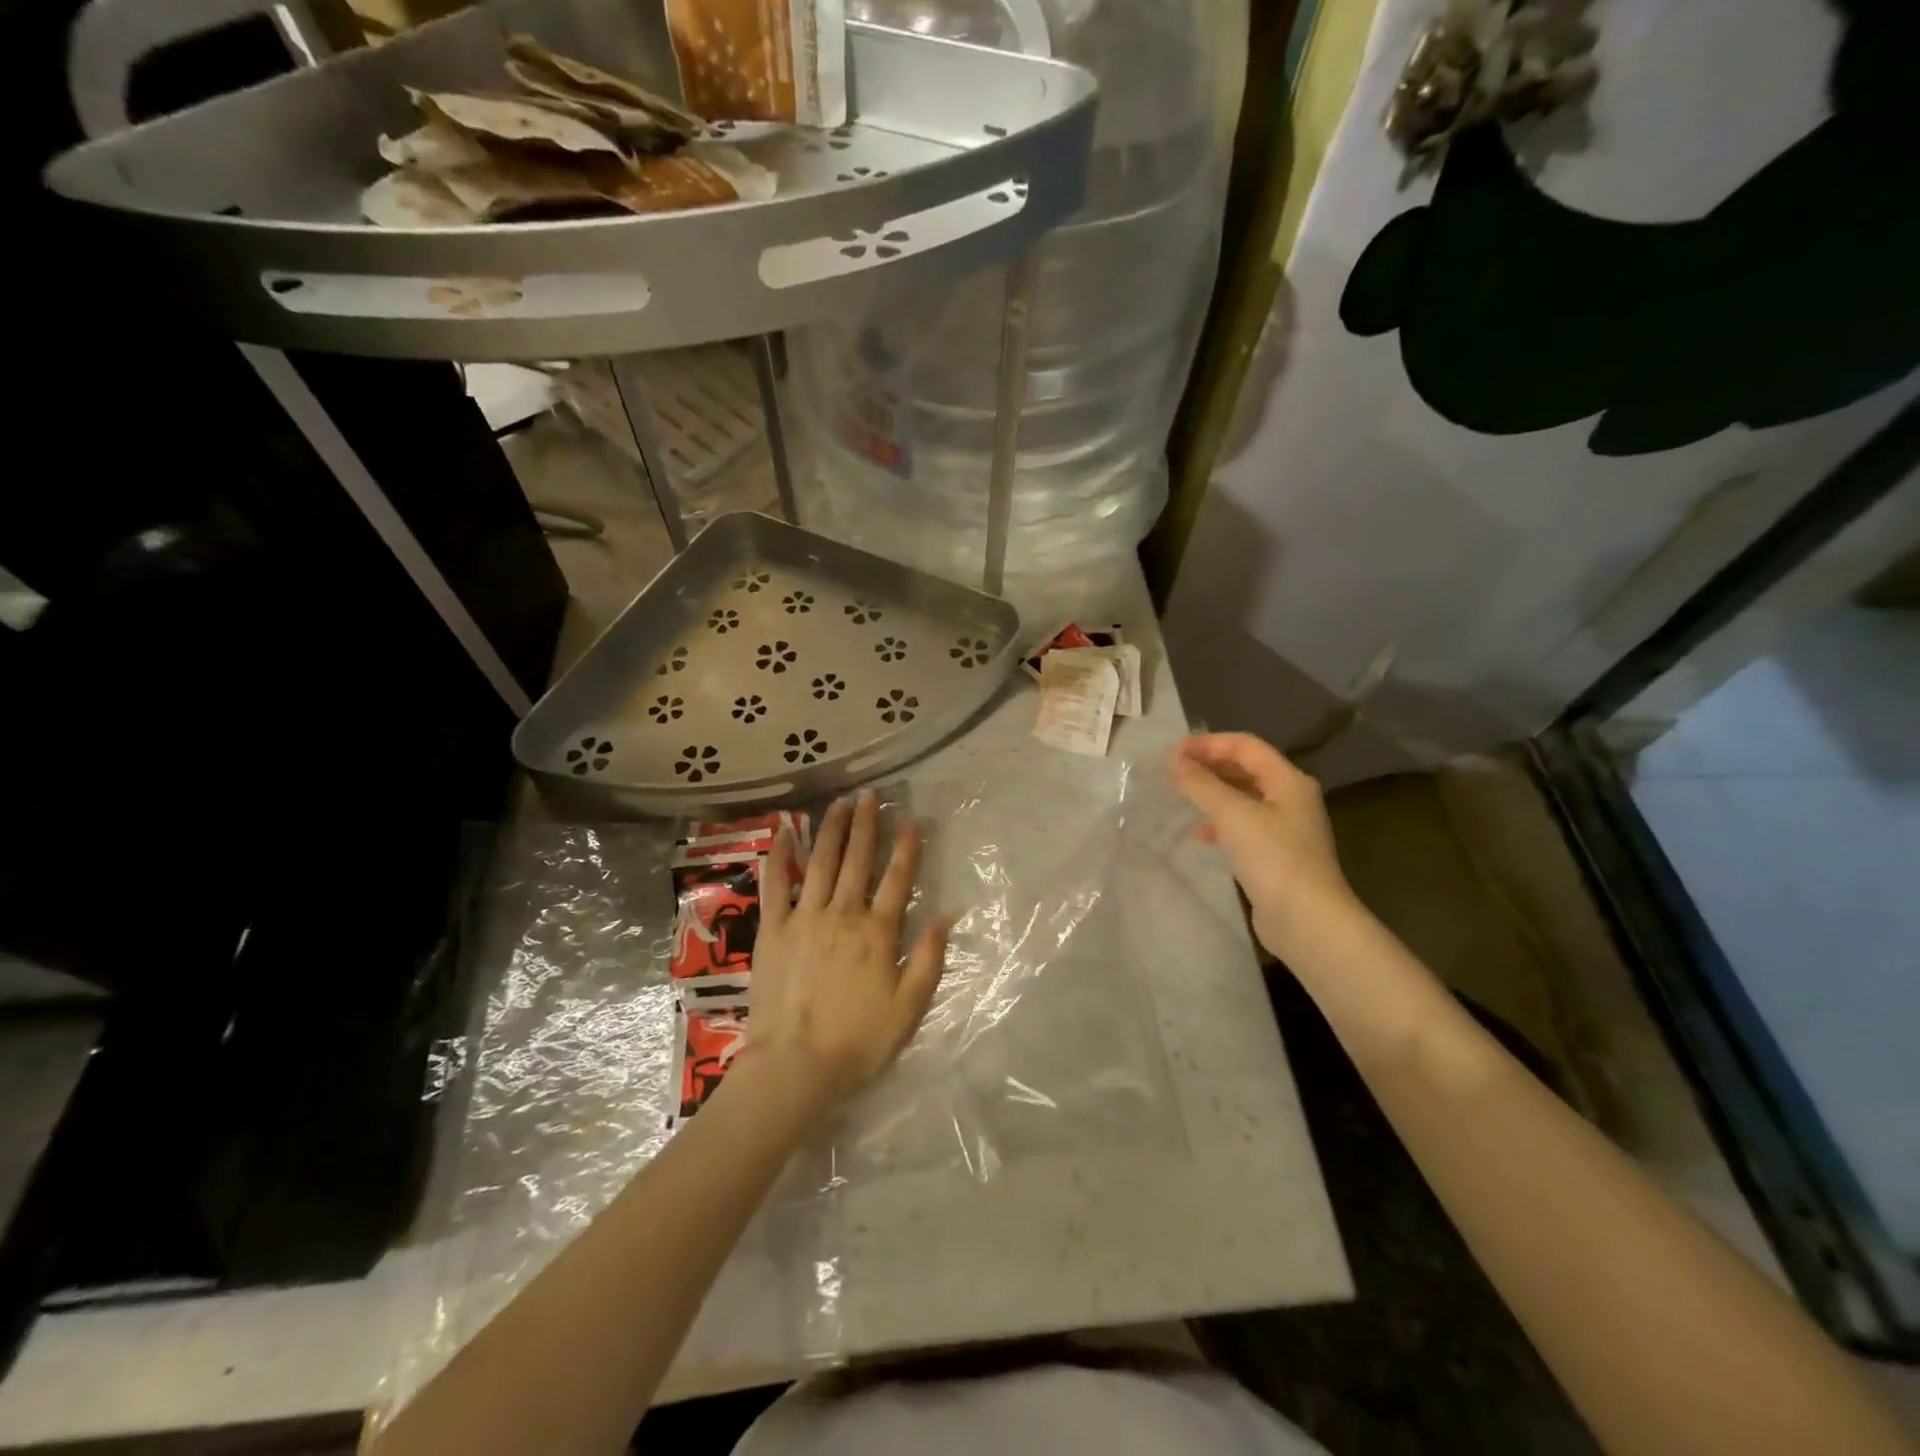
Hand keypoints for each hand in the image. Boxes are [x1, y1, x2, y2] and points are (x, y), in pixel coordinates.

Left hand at [747, 790, 949, 1112]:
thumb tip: (947, 916)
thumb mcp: (908, 1008)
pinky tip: (784, 833)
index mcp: (877, 933)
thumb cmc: (858, 1042)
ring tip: (839, 803)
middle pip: (858, 860)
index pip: (897, 879)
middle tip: (870, 795)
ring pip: (820, 863)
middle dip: (866, 825)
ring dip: (831, 830)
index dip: (906, 848)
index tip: (911, 820)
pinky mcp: (772, 930)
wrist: (795, 1067)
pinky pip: (775, 885)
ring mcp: (804, 918)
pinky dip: (780, 857)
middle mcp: (842, 914)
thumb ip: (928, 959)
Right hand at [1169, 733, 1359, 961]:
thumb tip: (1175, 762)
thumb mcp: (1232, 814)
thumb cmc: (1272, 856)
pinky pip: (1243, 825)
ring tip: (1181, 798)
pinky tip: (1200, 834)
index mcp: (1288, 780)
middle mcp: (1291, 798)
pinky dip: (1220, 822)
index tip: (1172, 753)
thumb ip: (1202, 785)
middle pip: (1245, 769)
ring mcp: (1285, 828)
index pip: (1245, 745)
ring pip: (1243, 798)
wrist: (1305, 919)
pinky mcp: (1276, 854)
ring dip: (1212, 793)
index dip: (1207, 744)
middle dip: (1209, 766)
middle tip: (1172, 772)